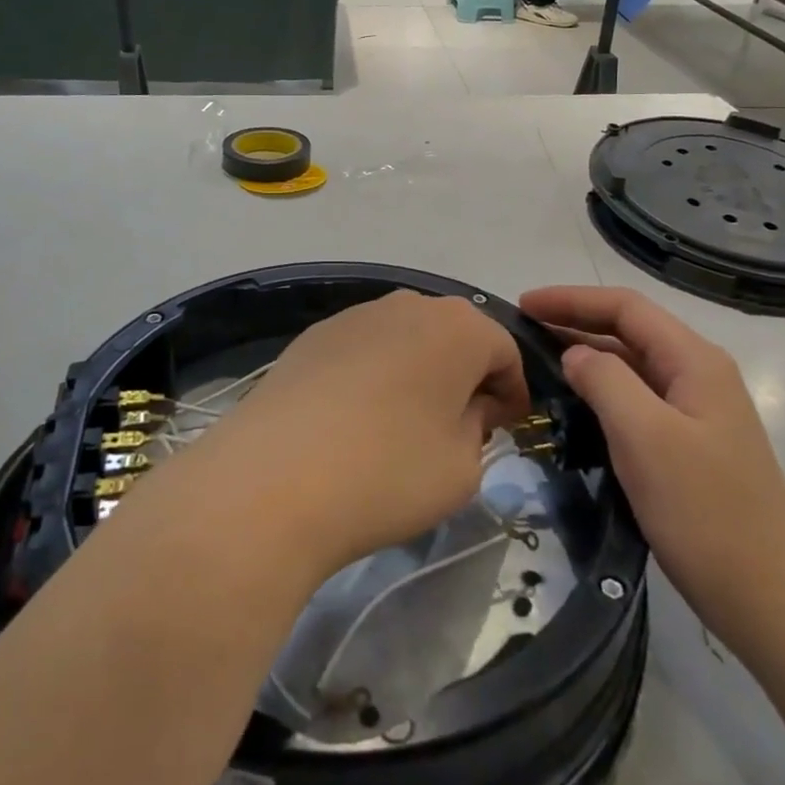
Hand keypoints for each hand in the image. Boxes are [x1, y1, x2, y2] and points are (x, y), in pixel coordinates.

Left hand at [211, 291, 530, 578]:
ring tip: (404, 424)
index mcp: (459, 327)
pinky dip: (374, 376)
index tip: (505, 430)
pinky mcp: (312, 336)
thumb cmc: (388, 472)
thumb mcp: (463, 467)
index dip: (512, 393)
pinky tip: (355, 420)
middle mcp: (407, 304)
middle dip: (465, 378)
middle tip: (460, 428)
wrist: (272, 479)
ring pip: (406, 340)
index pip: (505, 352)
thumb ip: (479, 428)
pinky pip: (363, 351)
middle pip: (454, 338)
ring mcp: (354, 316)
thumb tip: (467, 408)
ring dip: (418, 374)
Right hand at [518, 286, 784, 639]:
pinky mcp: (689, 444)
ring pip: (631, 365)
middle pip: (629, 330)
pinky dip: (600, 391)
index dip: (571, 299)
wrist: (769, 595)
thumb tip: (575, 354)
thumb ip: (605, 381)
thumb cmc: (705, 510)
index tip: (523, 306)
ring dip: (586, 356)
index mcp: (694, 361)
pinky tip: (573, 406)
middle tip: (522, 331)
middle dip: (575, 322)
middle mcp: (698, 374)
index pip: (625, 307)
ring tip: (537, 362)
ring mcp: (695, 411)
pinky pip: (636, 400)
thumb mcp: (646, 437)